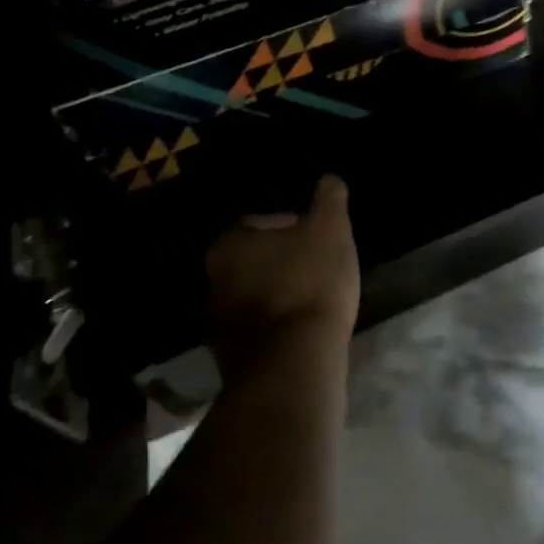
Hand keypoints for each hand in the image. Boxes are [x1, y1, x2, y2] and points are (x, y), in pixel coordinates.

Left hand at [205, 175, 359, 376]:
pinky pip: (260, 329)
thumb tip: (329, 179)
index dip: (293, 224)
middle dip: (283, 259)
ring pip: (256, 295)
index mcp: (228, 245)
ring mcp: (219, 325)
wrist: (295, 365)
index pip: (259, 222)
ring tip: (316, 296)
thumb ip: (329, 199)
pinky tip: (307, 328)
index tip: (318, 234)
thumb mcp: (330, 229)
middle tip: (317, 263)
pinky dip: (280, 324)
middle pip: (254, 260)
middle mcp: (212, 282)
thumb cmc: (309, 283)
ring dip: (281, 293)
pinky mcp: (232, 360)